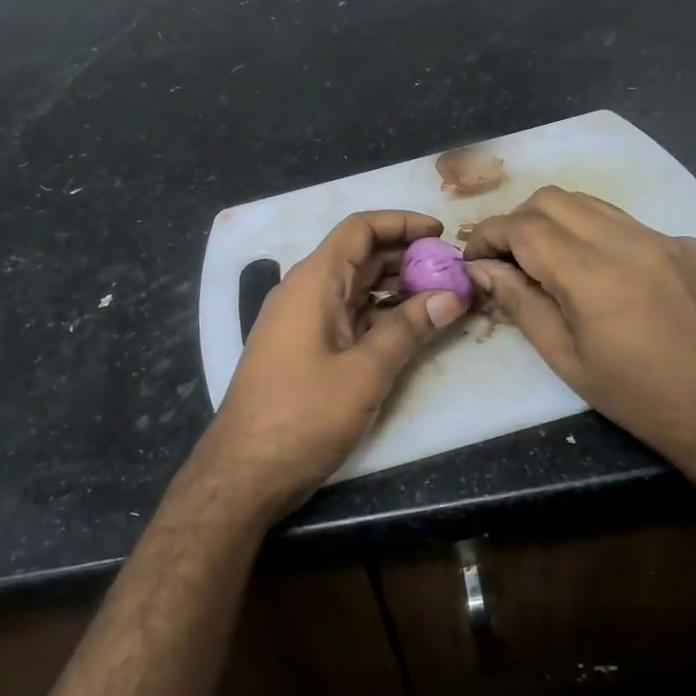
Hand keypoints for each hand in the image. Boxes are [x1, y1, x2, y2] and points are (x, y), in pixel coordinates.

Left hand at [198, 210, 465, 520]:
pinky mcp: (303, 349)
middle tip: (452, 270)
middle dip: (406, 257)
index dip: (401, 223)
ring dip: (395, 287)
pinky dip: (378, 315)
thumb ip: (408, 329)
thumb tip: (451, 295)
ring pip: (354, 288)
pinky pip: (346, 316)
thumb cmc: (303, 415)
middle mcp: (305, 292)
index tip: (440, 233)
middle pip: (359, 257)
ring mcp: (301, 322)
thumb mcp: (365, 371)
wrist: (244, 472)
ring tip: (440, 296)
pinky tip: (409, 328)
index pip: (359, 230)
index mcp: (314, 282)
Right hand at [463, 187, 695, 472]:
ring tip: (548, 260)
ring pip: (590, 203)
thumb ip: (521, 304)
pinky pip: (627, 222)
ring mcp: (663, 238)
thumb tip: (483, 269)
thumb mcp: (567, 360)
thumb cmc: (639, 398)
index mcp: (592, 275)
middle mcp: (627, 241)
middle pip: (552, 199)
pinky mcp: (688, 245)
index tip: (474, 256)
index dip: (489, 235)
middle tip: (508, 259)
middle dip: (518, 221)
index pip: (524, 227)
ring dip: (556, 221)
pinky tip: (603, 273)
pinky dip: (597, 234)